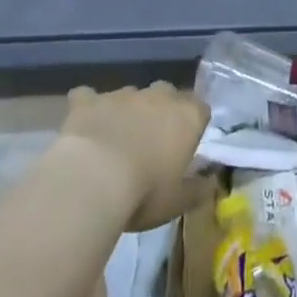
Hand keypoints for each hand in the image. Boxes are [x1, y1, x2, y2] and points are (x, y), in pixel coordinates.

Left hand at [59, 82, 210, 231]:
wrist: (93, 180)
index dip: (193, 126)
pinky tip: (84, 122)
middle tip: (152, 141)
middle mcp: (158, 96)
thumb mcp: (177, 202)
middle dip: (162, 111)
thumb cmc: (144, 193)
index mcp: (187, 117)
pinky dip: (88, 106)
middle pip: (167, 94)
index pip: (200, 110)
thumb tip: (211, 182)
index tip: (185, 146)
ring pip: (131, 95)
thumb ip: (197, 189)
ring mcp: (122, 94)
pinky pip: (88, 96)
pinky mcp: (89, 100)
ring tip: (116, 139)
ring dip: (128, 110)